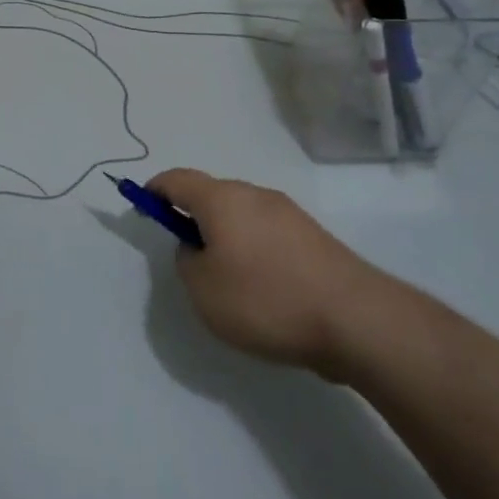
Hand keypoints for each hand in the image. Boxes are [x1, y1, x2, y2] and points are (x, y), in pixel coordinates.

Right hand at [147, 169, 388, 378]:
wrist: (355, 319)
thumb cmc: (265, 300)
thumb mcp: (203, 290)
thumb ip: (186, 261)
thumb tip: (197, 246)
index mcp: (222, 199)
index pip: (176, 179)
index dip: (154, 190)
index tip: (143, 208)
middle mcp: (254, 194)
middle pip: (211, 195)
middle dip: (192, 218)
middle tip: (187, 257)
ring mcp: (288, 213)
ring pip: (242, 215)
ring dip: (225, 236)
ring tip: (228, 282)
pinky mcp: (312, 237)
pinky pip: (267, 234)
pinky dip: (253, 250)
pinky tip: (263, 289)